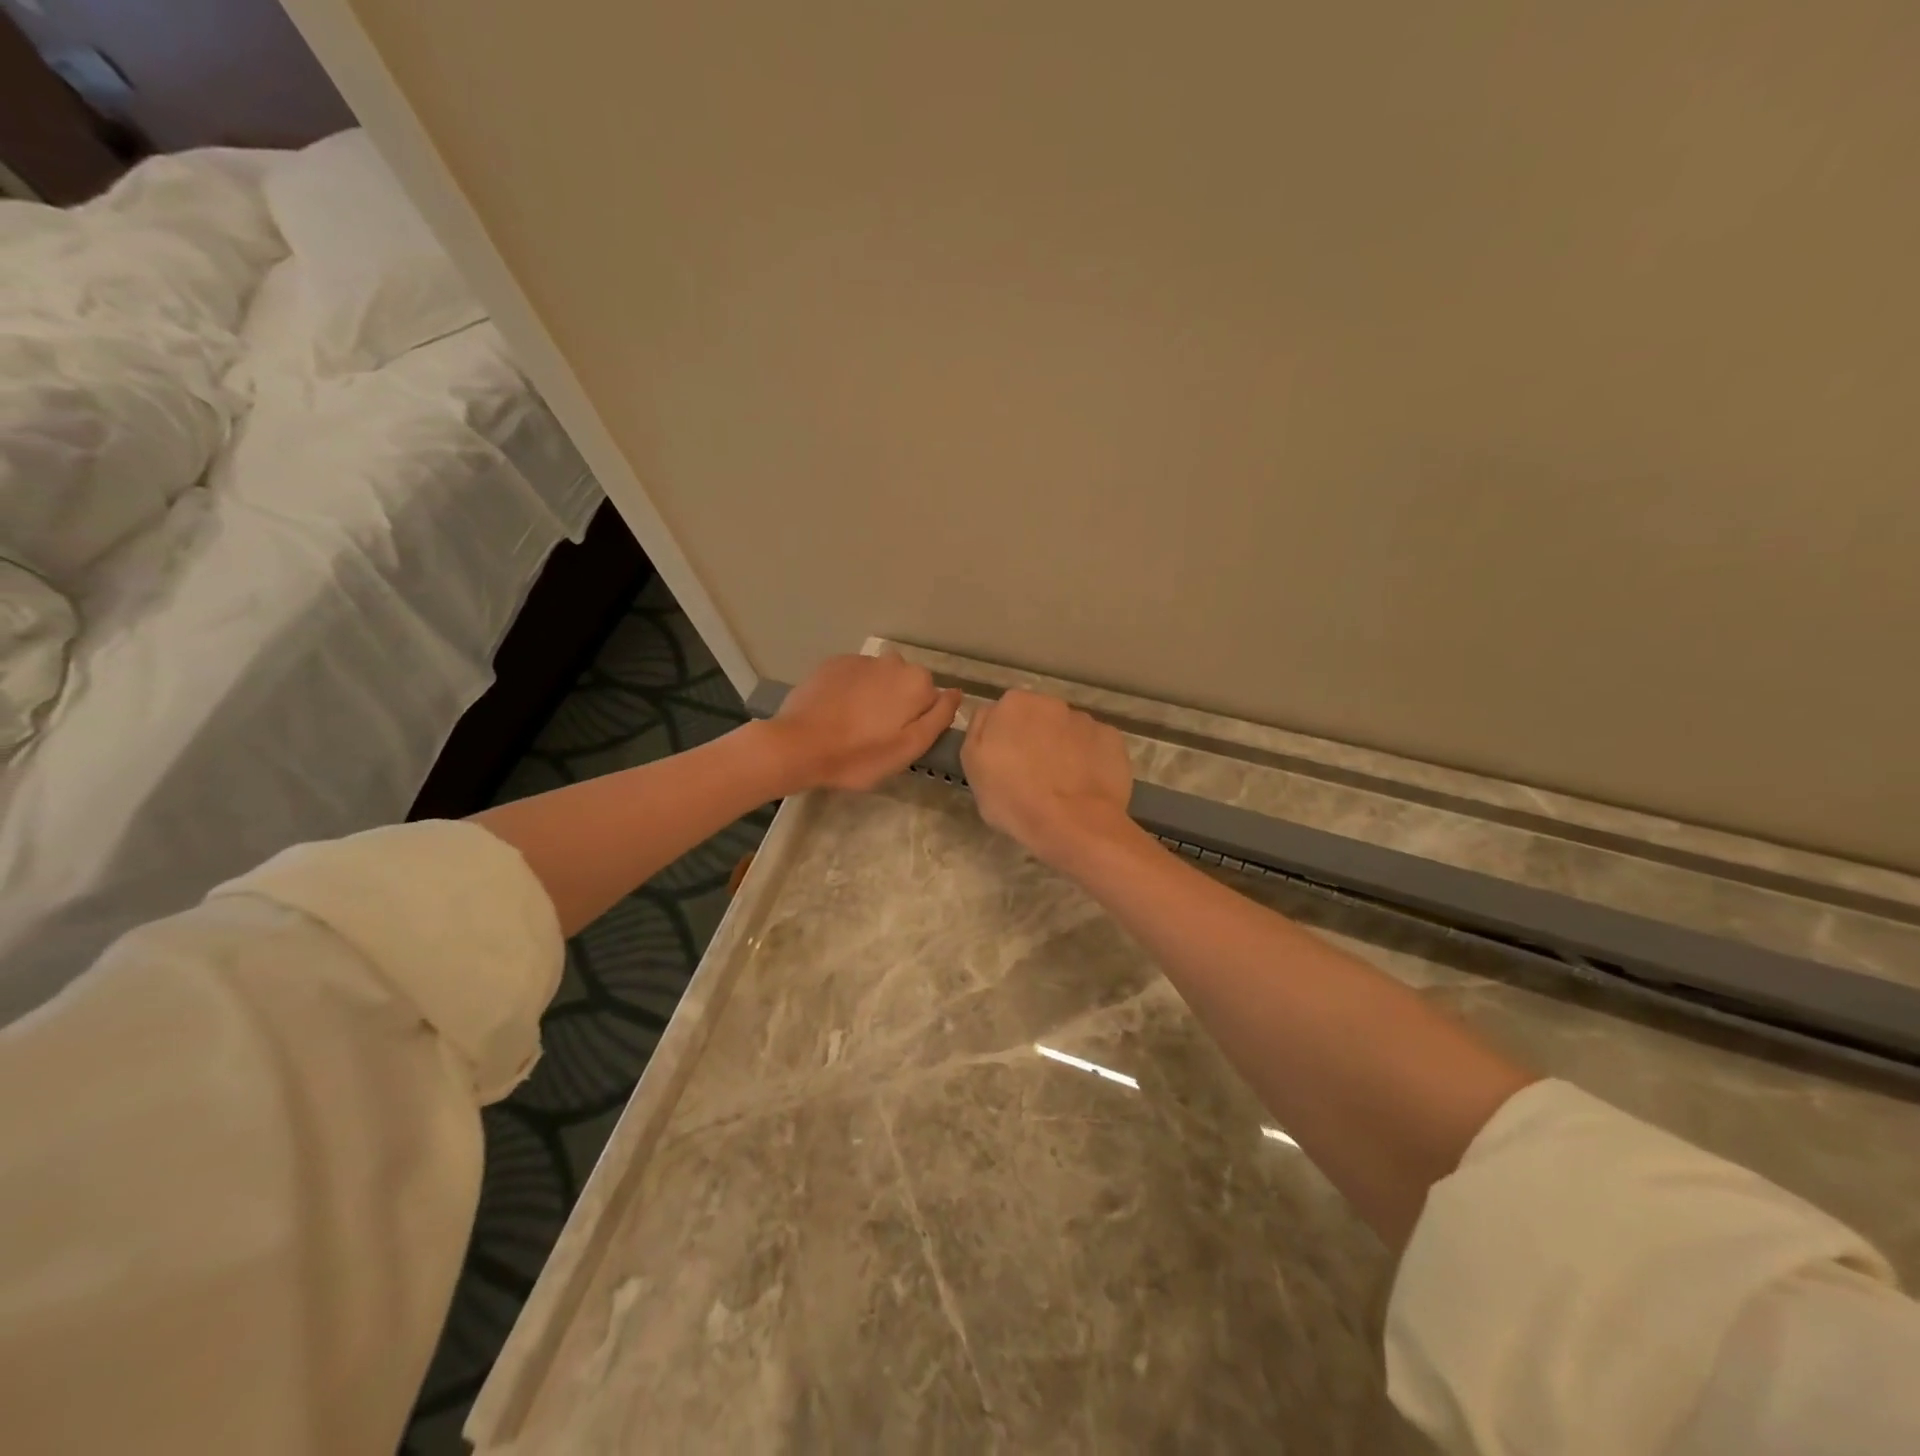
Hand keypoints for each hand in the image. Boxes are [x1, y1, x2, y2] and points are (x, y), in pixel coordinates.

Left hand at [766, 653, 960, 791]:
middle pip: (906, 684)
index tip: (900, 740)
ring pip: (880, 678)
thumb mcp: (909, 747)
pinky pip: (854, 676)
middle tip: (877, 735)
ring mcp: (861, 659)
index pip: (932, 699)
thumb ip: (939, 717)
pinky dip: (852, 690)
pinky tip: (837, 712)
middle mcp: (893, 661)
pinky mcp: (833, 663)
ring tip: (854, 724)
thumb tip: (956, 692)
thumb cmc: (860, 755)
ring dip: (874, 695)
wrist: (799, 745)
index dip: (919, 721)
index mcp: (916, 682)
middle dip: (898, 704)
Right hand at [961, 689, 1137, 866]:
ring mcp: (1086, 720)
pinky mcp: (1113, 738)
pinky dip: (1090, 759)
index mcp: (1014, 704)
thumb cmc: (1013, 798)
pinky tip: (1086, 784)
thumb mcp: (973, 766)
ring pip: (1069, 731)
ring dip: (1064, 748)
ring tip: (1064, 784)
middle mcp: (1051, 702)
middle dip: (1036, 739)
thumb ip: (979, 731)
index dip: (1005, 739)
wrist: (1073, 824)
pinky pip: (1095, 745)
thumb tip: (990, 715)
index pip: (1005, 714)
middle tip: (1033, 775)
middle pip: (1039, 718)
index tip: (1006, 763)